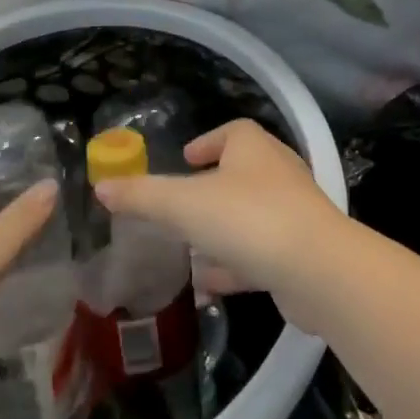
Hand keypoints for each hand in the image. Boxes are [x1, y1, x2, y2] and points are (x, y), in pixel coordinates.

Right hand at [92, 120, 345, 331]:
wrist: (317, 269)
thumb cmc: (248, 218)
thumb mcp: (184, 204)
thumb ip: (143, 195)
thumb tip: (102, 186)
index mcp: (253, 148)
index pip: (232, 132)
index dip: (208, 142)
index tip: (186, 158)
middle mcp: (276, 173)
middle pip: (241, 173)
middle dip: (210, 189)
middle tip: (180, 206)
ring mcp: (292, 212)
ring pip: (249, 216)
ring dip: (221, 230)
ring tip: (187, 249)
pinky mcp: (299, 252)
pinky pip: (259, 253)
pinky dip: (234, 265)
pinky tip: (208, 286)